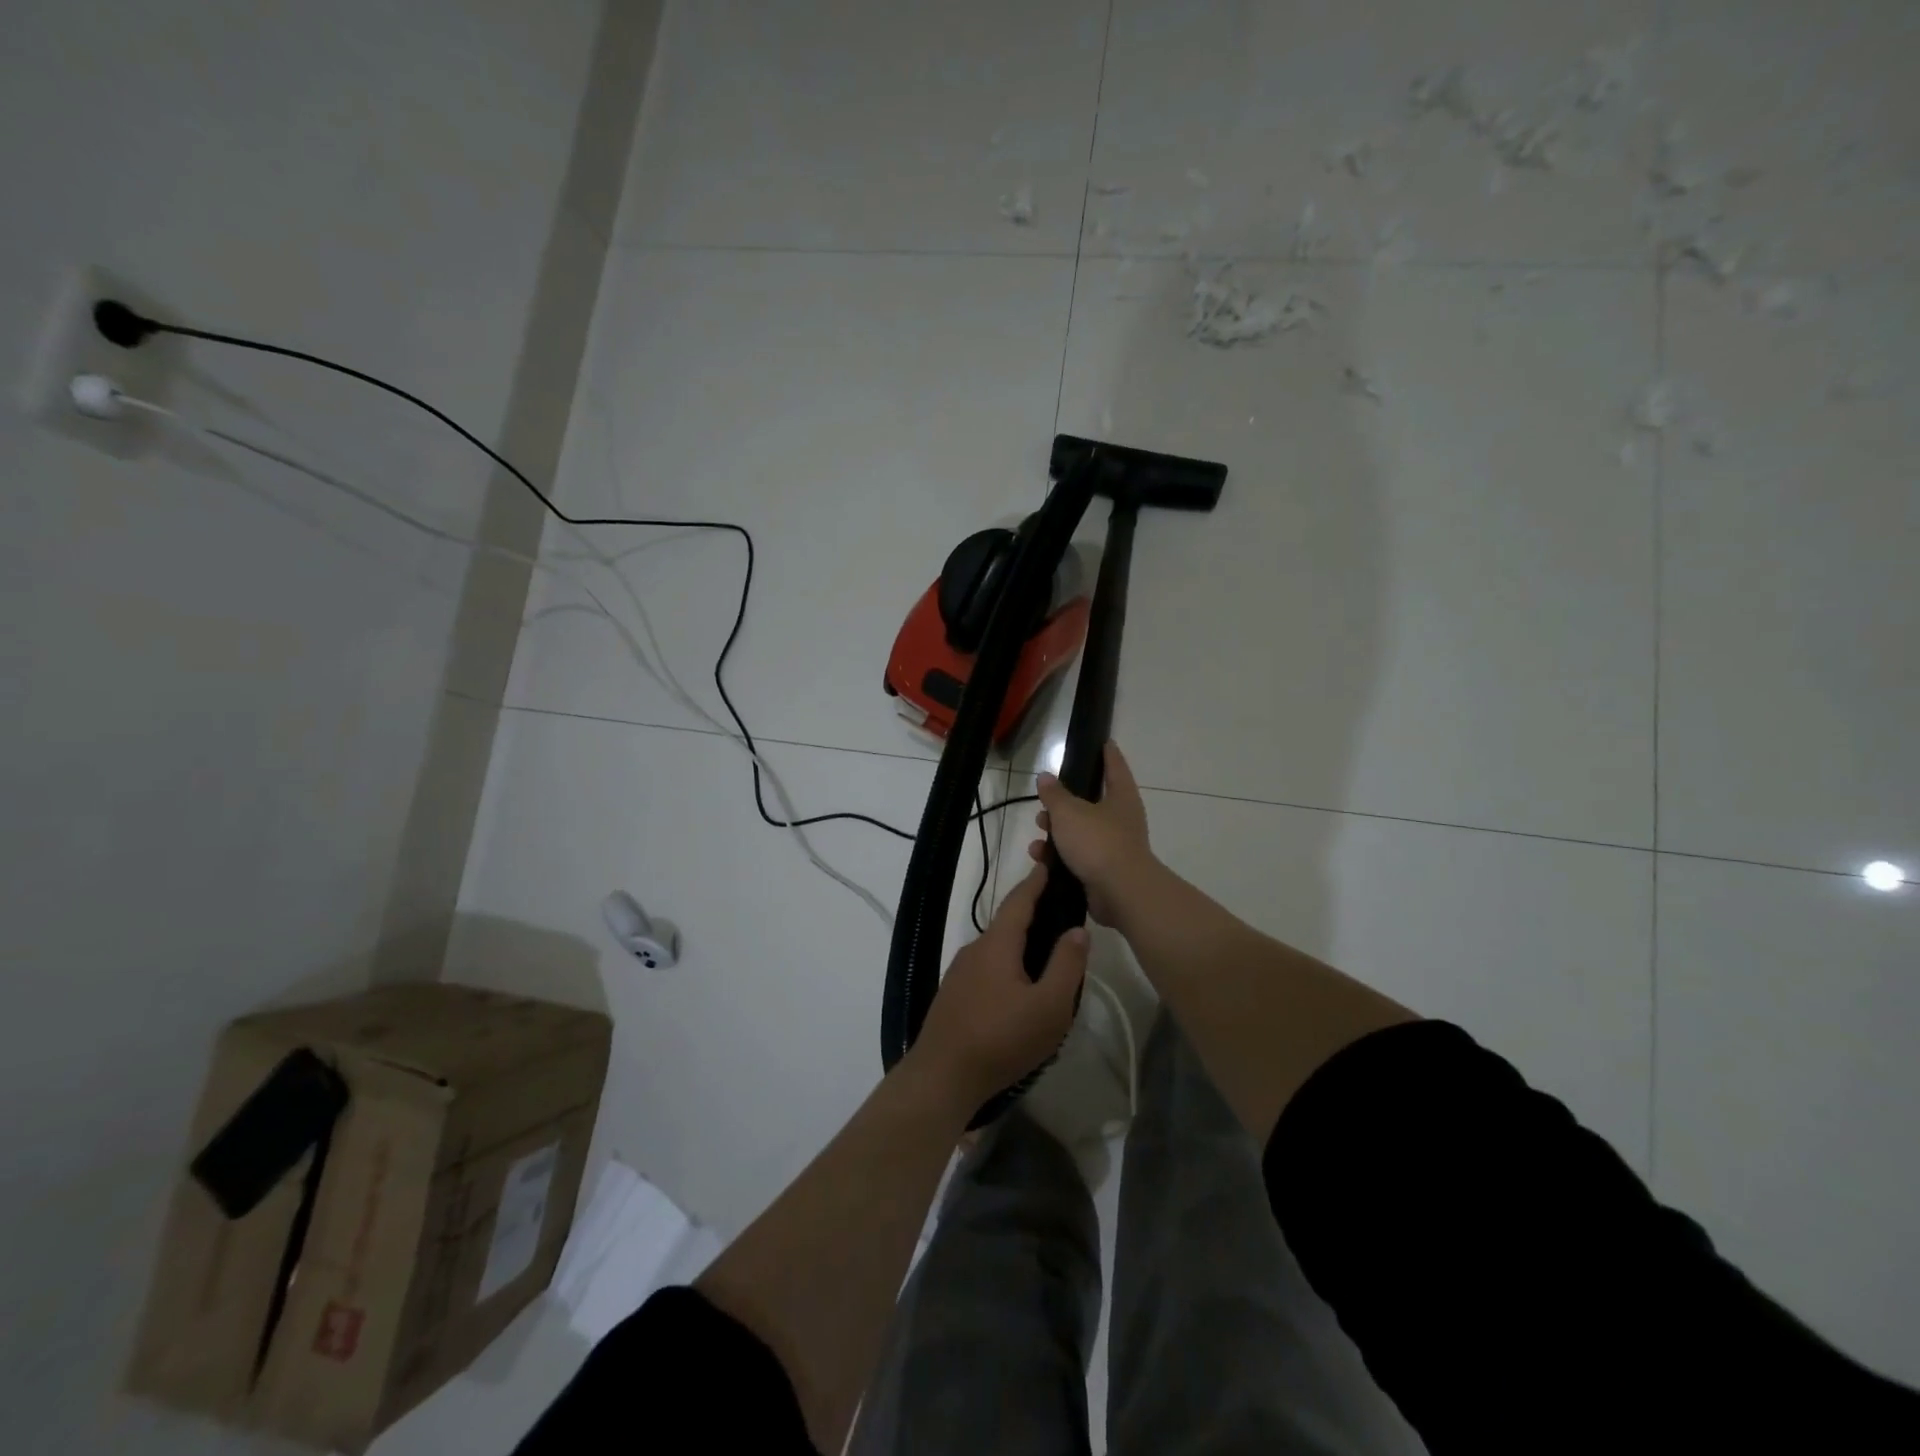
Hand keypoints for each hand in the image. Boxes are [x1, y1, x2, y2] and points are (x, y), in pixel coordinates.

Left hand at [910, 864, 1088, 1108]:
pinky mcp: (954, 996)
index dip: (1036, 882)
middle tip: (1062, 916)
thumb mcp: (1049, 1007)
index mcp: (997, 944)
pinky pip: (987, 970)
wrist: (941, 1077)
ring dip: (1021, 946)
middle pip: (1008, 924)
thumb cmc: (1001, 1039)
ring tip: (1049, 958)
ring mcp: (960, 973)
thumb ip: (1066, 965)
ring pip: (998, 950)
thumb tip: (1077, 929)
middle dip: (1033, 916)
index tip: (1049, 864)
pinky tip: (1022, 991)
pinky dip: (1008, 967)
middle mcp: (974, 950)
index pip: (1019, 901)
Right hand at [1030, 741, 1154, 924]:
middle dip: (1065, 803)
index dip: (1108, 753)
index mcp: (1121, 797)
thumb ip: (1055, 794)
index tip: (1103, 741)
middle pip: (1092, 803)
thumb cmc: (1098, 842)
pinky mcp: (1104, 872)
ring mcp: (1114, 847)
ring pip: (1081, 832)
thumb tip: (1045, 776)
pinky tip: (1041, 858)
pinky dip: (1060, 857)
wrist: (1120, 893)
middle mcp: (1121, 820)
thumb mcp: (1069, 812)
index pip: (1115, 767)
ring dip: (1057, 832)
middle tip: (1045, 800)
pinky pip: (1078, 857)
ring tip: (1037, 834)